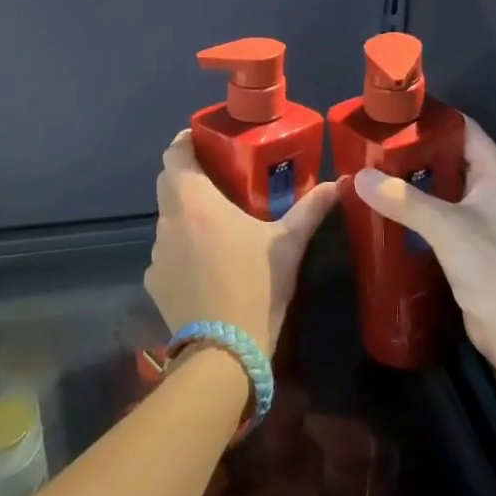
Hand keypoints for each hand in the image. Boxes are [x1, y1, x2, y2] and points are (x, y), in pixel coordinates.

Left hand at [148, 132, 338, 351]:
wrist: (224, 354)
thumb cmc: (256, 286)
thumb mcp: (288, 243)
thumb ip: (311, 208)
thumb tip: (341, 182)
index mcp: (194, 202)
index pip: (174, 154)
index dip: (186, 142)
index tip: (205, 140)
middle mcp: (168, 221)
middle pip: (169, 184)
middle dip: (189, 176)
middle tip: (220, 177)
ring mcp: (157, 255)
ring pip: (169, 220)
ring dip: (187, 216)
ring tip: (218, 225)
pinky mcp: (154, 283)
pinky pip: (167, 254)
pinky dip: (184, 250)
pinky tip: (208, 266)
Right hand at [352, 116, 495, 366]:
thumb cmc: (491, 266)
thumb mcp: (445, 226)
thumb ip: (403, 199)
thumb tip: (359, 177)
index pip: (463, 128)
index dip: (431, 118)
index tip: (393, 113)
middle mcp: (494, 188)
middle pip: (449, 156)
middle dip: (414, 150)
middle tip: (373, 144)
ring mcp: (484, 217)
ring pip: (442, 187)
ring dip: (413, 181)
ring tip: (373, 172)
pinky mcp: (472, 243)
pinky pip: (440, 214)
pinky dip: (416, 209)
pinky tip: (388, 209)